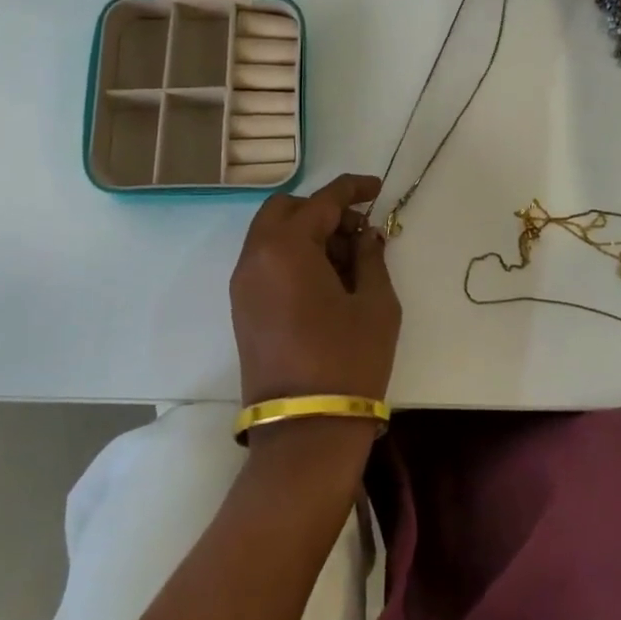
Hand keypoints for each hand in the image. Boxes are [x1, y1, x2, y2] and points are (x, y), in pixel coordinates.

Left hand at [230, 174, 399, 411]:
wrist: (305, 432)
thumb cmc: (348, 360)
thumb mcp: (376, 303)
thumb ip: (371, 257)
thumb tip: (367, 236)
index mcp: (286, 247)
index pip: (322, 201)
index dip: (353, 189)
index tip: (377, 187)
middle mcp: (255, 257)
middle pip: (286, 210)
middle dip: (323, 210)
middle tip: (358, 231)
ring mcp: (243, 285)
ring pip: (272, 235)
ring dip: (307, 233)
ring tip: (348, 260)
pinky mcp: (242, 309)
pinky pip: (266, 262)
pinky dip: (293, 255)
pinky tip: (326, 280)